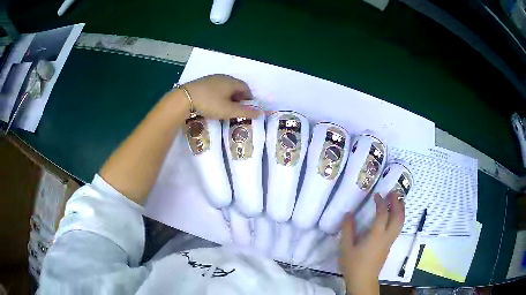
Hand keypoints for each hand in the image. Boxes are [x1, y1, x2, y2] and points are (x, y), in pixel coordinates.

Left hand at [178, 74, 260, 118]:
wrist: (184, 98)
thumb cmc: (210, 103)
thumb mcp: (229, 110)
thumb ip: (245, 112)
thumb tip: (261, 113)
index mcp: (232, 81)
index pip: (246, 88)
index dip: (249, 98)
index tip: (247, 109)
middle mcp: (223, 77)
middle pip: (235, 87)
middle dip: (238, 98)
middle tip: (236, 110)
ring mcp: (211, 78)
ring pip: (224, 87)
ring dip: (228, 97)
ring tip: (224, 108)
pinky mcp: (202, 82)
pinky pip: (215, 88)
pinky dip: (218, 95)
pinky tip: (213, 103)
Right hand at [339, 192, 404, 294]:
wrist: (363, 280)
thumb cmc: (353, 264)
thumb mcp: (346, 247)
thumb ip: (347, 229)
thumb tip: (349, 214)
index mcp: (376, 235)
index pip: (383, 214)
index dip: (381, 203)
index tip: (377, 195)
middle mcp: (387, 236)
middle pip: (398, 217)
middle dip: (397, 203)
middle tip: (393, 192)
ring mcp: (390, 241)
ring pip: (401, 222)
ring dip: (400, 209)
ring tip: (397, 200)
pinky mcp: (389, 246)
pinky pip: (398, 227)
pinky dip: (398, 217)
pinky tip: (393, 216)